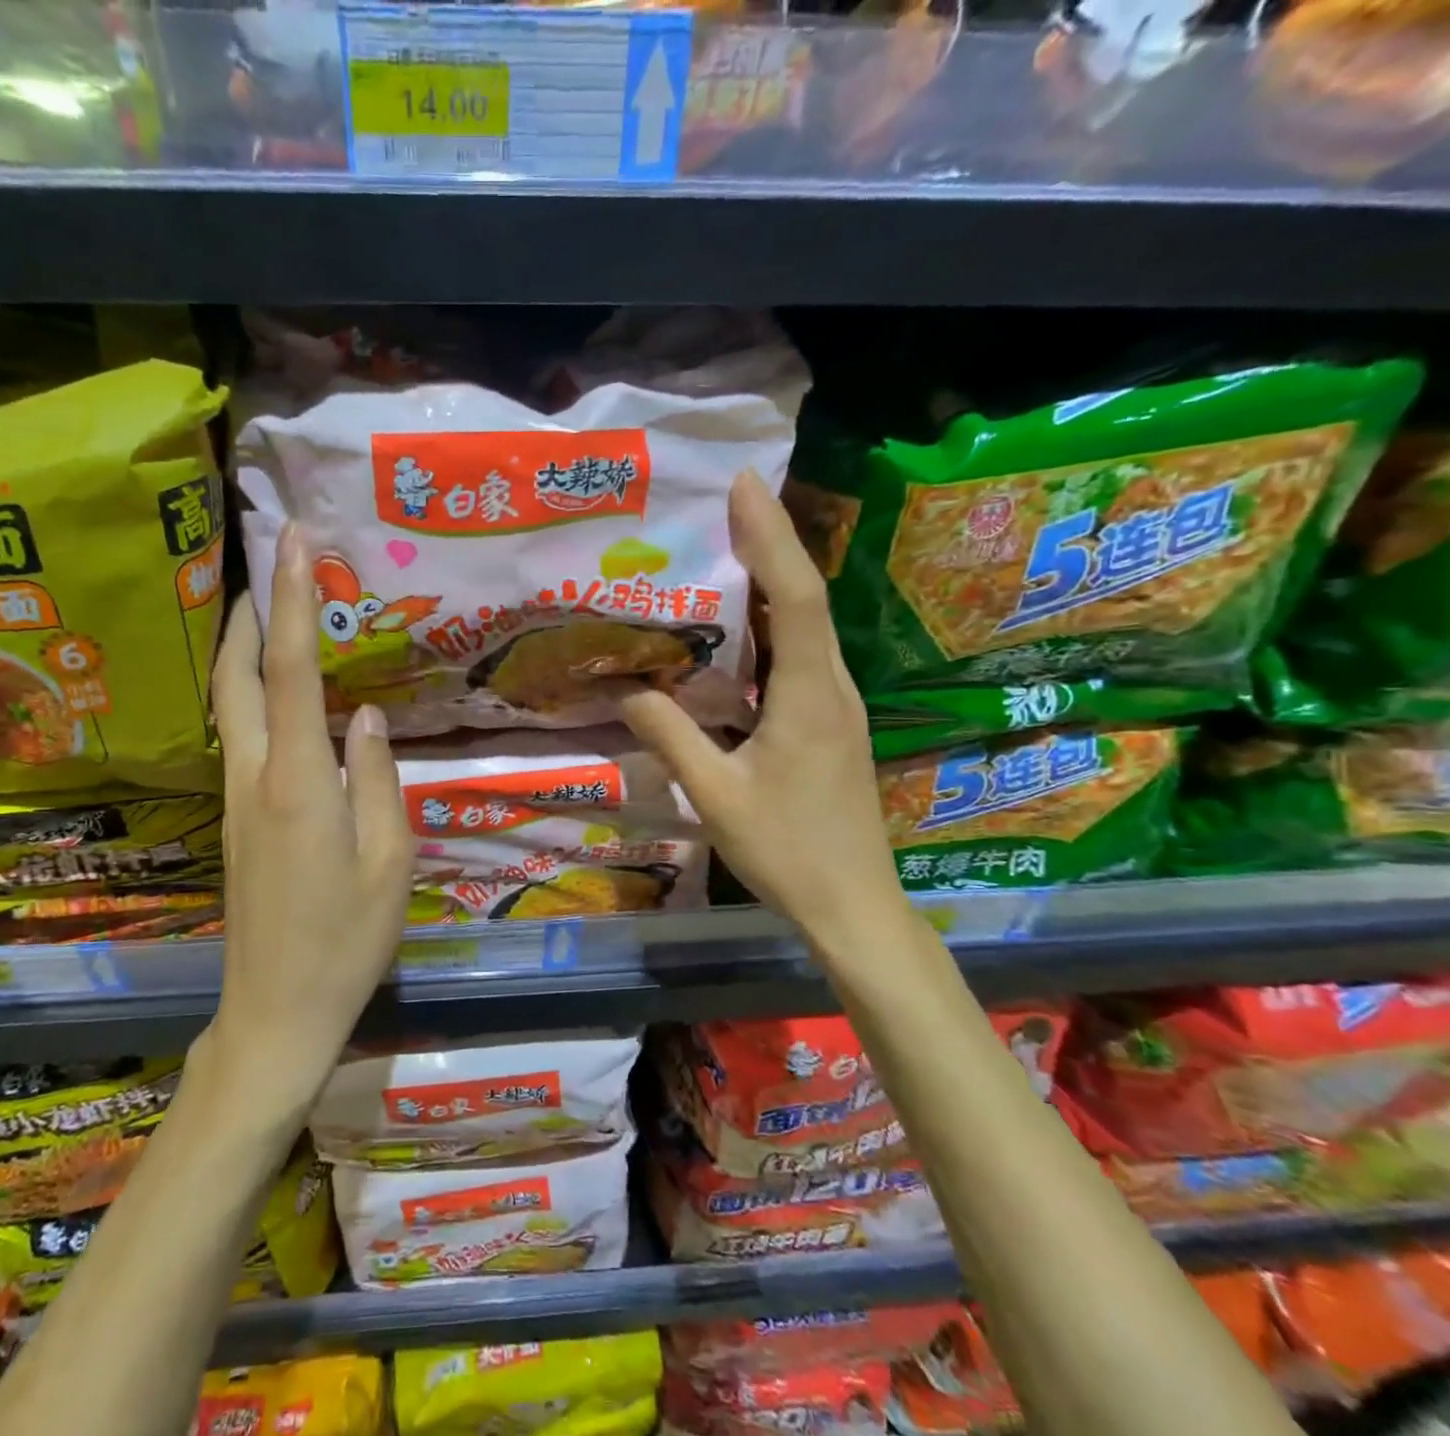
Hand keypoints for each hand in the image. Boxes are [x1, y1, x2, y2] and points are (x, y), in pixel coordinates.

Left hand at [208, 524, 413, 1114]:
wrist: (276, 1011)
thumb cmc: (346, 941)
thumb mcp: (389, 861)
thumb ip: (377, 779)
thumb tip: (366, 715)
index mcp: (298, 783)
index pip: (289, 672)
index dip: (292, 601)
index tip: (295, 542)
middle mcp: (255, 778)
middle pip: (235, 676)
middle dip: (248, 611)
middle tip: (271, 563)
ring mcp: (237, 800)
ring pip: (228, 704)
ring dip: (242, 648)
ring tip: (271, 609)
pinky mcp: (236, 820)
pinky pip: (239, 736)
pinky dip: (249, 692)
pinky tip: (275, 690)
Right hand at [619, 475, 907, 961]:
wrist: (853, 905)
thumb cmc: (786, 851)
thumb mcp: (716, 795)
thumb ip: (671, 737)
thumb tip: (627, 688)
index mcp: (808, 696)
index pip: (795, 597)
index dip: (772, 536)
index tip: (747, 486)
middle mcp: (832, 687)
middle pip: (805, 598)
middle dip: (770, 544)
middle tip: (726, 505)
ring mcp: (837, 705)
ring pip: (806, 627)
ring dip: (772, 583)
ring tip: (726, 551)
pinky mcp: (830, 724)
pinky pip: (800, 658)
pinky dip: (772, 627)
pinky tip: (740, 631)